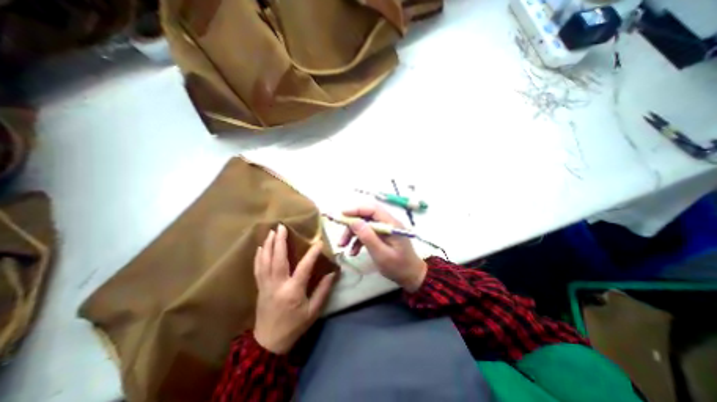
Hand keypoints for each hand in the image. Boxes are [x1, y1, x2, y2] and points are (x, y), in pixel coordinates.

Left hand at [251, 224, 335, 353]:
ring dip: (268, 245)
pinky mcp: (259, 287)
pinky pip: (258, 268)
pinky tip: (261, 247)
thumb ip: (323, 291)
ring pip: (265, 261)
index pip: (304, 267)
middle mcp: (277, 284)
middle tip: (281, 226)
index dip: (312, 253)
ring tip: (271, 232)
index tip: (319, 242)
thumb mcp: (313, 311)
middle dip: (279, 241)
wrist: (268, 343)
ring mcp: (266, 285)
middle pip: (277, 259)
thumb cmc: (294, 326)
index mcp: (293, 291)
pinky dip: (259, 256)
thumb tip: (333, 273)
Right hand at [336, 203, 423, 291]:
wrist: (411, 276)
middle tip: (341, 234)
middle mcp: (388, 222)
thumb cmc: (398, 267)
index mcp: (391, 223)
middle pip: (366, 216)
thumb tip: (353, 221)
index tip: (342, 215)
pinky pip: (367, 233)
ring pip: (365, 224)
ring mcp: (385, 228)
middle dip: (352, 224)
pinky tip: (353, 252)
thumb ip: (368, 237)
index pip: (372, 209)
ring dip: (353, 233)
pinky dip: (358, 240)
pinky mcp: (382, 235)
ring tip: (343, 246)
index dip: (356, 209)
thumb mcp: (381, 254)